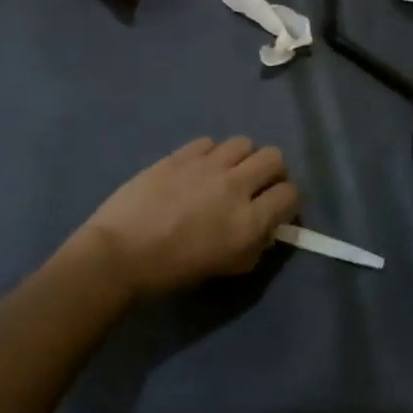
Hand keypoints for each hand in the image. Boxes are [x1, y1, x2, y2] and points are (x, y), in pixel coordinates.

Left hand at [71, 136, 300, 299]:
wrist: (121, 253)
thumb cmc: (173, 271)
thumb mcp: (225, 268)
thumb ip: (254, 246)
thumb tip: (266, 227)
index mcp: (249, 222)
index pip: (290, 194)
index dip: (287, 200)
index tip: (276, 207)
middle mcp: (235, 186)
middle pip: (274, 157)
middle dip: (271, 171)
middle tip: (256, 185)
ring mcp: (208, 165)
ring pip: (244, 142)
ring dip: (241, 158)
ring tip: (225, 173)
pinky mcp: (182, 153)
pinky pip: (210, 142)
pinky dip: (210, 154)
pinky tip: (196, 170)